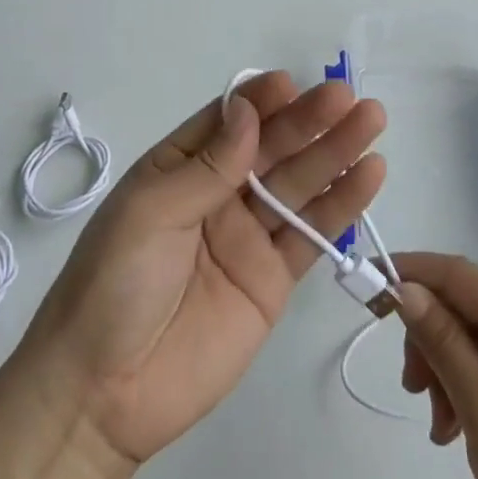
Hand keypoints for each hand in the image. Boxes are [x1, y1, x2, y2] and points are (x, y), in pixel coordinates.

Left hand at [18, 72, 385, 473]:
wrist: (104, 395)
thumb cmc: (113, 285)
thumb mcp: (150, 213)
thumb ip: (207, 166)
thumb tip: (248, 110)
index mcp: (179, 170)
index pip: (228, 122)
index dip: (260, 101)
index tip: (292, 83)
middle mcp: (219, 195)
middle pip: (272, 149)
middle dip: (309, 121)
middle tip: (349, 98)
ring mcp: (249, 236)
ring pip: (299, 185)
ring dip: (336, 153)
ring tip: (372, 121)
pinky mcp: (274, 278)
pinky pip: (312, 235)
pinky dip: (342, 205)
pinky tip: (369, 175)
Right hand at [393, 253, 477, 478]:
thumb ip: (442, 340)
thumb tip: (407, 288)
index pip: (459, 273)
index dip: (411, 270)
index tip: (370, 284)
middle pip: (467, 305)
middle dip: (430, 336)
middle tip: (411, 387)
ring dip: (447, 367)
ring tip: (439, 423)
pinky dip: (471, 382)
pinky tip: (458, 426)